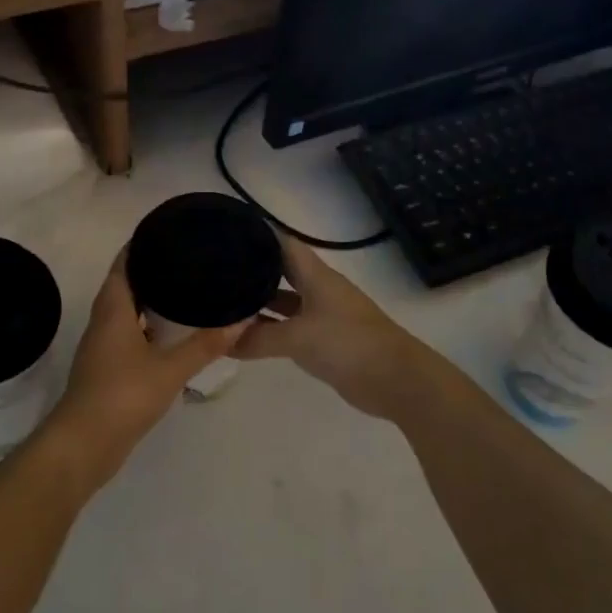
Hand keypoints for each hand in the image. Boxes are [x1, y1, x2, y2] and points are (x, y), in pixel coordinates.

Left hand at [41, 250, 249, 494]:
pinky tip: (172, 334)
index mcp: (113, 309)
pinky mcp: (107, 368)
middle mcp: (104, 321)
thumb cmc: (123, 396)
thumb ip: (205, 344)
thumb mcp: (170, 369)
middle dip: (152, 269)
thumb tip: (242, 319)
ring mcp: (103, 346)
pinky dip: (148, 326)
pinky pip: (128, 333)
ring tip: (186, 289)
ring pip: (127, 310)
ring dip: (150, 299)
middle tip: (188, 259)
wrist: (83, 445)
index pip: (124, 263)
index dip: (143, 244)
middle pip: (125, 283)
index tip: (170, 231)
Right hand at [235, 235, 441, 419]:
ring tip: (224, 302)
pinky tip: (248, 337)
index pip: (282, 244)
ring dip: (260, 303)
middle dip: (252, 270)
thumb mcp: (298, 338)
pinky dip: (271, 329)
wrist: (395, 379)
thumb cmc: (347, 344)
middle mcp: (318, 289)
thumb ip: (259, 338)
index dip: (257, 235)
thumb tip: (222, 342)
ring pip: (285, 301)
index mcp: (316, 275)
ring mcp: (323, 315)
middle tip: (216, 271)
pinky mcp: (326, 340)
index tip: (227, 233)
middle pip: (282, 271)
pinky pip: (291, 327)